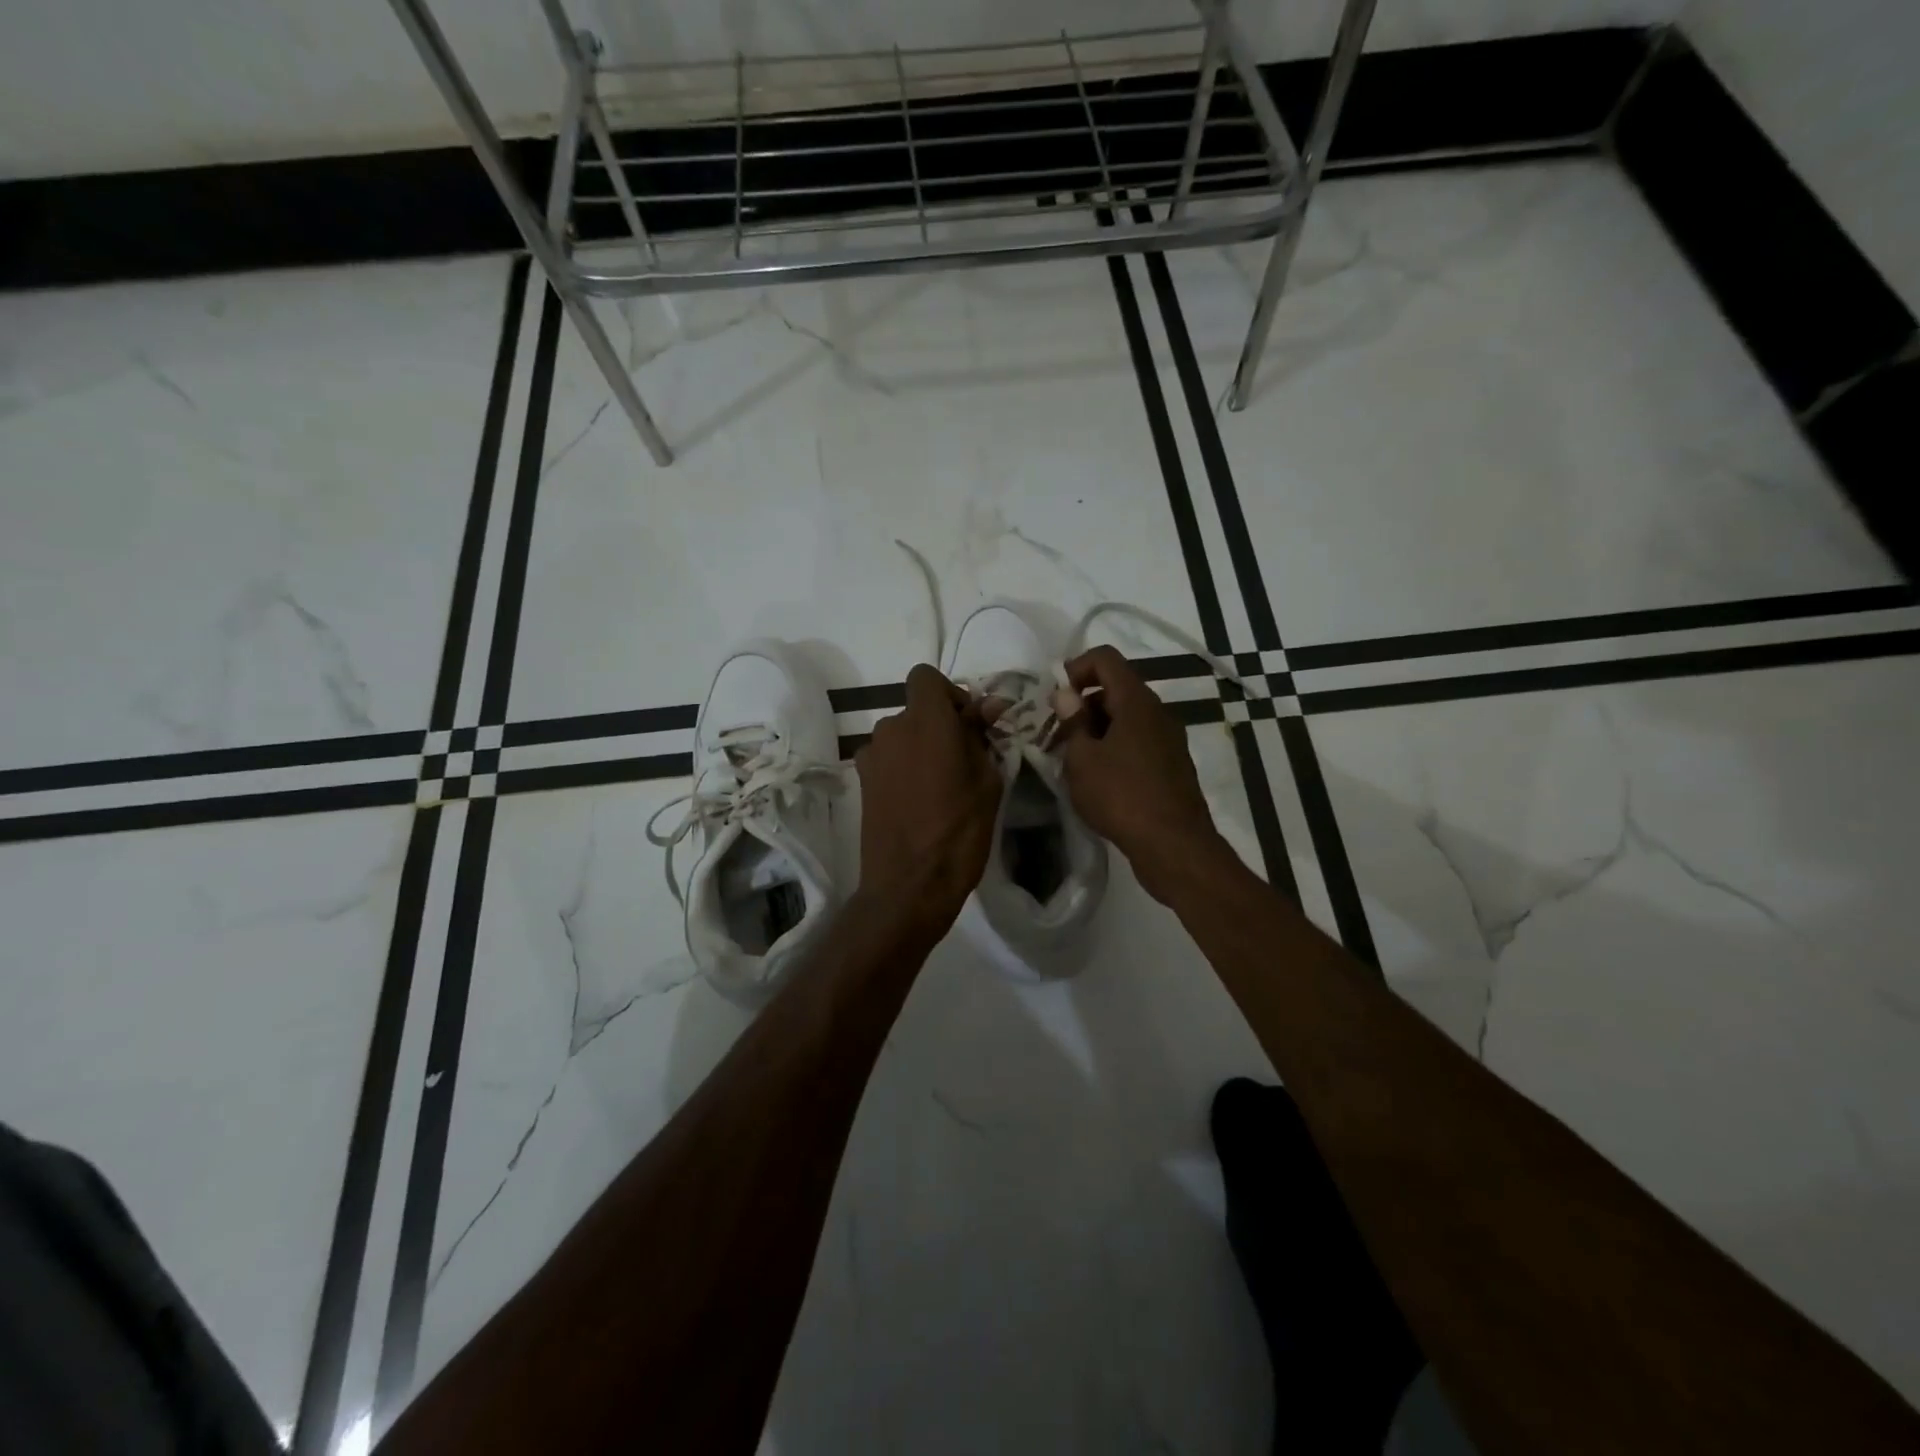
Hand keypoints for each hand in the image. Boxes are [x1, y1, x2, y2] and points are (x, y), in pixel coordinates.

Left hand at [854, 664, 1002, 933]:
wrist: (909, 886)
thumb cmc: (959, 832)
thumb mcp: (987, 782)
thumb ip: (982, 736)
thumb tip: (988, 706)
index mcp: (926, 721)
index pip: (926, 676)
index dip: (949, 693)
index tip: (968, 724)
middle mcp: (892, 728)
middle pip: (916, 709)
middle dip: (940, 724)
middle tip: (964, 759)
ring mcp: (871, 755)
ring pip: (902, 735)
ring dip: (921, 747)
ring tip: (941, 786)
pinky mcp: (861, 781)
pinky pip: (888, 758)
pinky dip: (903, 766)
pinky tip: (918, 800)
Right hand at [1058, 646, 1230, 904]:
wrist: (1174, 845)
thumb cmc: (1121, 796)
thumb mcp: (1082, 759)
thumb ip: (1072, 722)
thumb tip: (1066, 695)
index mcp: (1136, 702)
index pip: (1105, 658)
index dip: (1075, 668)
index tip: (1054, 700)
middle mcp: (1157, 712)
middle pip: (1115, 688)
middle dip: (1081, 704)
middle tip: (1056, 735)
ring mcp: (1168, 739)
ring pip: (1126, 718)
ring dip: (1096, 729)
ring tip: (1072, 760)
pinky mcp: (1171, 765)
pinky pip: (1137, 742)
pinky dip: (1114, 748)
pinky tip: (1098, 779)